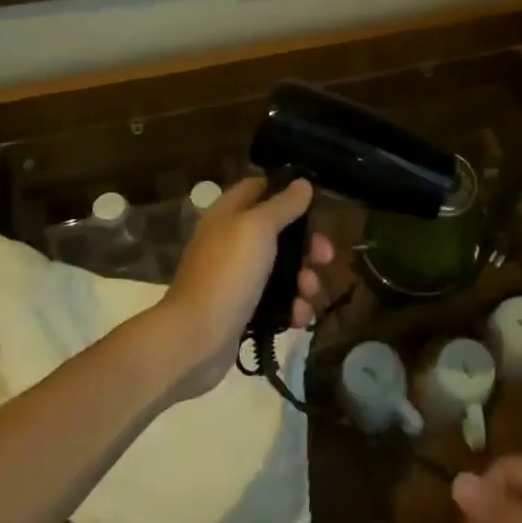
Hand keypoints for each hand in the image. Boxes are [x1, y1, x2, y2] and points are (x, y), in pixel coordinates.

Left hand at [154, 176, 329, 399]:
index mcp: (229, 214)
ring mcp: (237, 278)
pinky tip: (298, 317)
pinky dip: (292, 307)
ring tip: (309, 293)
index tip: (315, 202)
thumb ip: (283, 205)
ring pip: (283, 269)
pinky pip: (277, 301)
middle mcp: (232, 242)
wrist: (195, 339)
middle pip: (280, 232)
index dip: (286, 191)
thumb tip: (303, 183)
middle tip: (326, 257)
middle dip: (307, 245)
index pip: (259, 188)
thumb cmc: (228, 273)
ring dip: (304, 280)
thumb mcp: (258, 229)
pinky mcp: (243, 310)